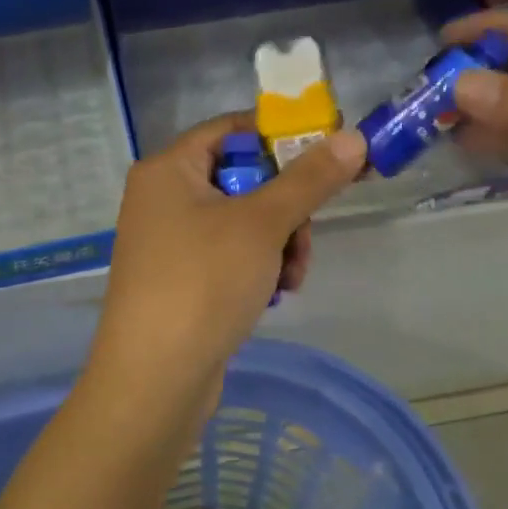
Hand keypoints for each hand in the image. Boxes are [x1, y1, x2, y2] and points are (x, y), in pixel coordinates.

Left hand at [88, 115, 365, 413]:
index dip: (279, 136)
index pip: (230, 130)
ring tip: (291, 277)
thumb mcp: (262, 224)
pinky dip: (257, 267)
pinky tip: (274, 294)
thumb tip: (353, 138)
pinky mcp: (179, 279)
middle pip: (241, 178)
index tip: (327, 153)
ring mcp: (168, 241)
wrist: (154, 378)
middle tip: (305, 234)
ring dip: (278, 243)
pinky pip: (229, 254)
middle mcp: (162, 197)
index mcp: (167, 169)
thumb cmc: (203, 283)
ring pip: (242, 221)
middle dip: (285, 208)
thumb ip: (309, 179)